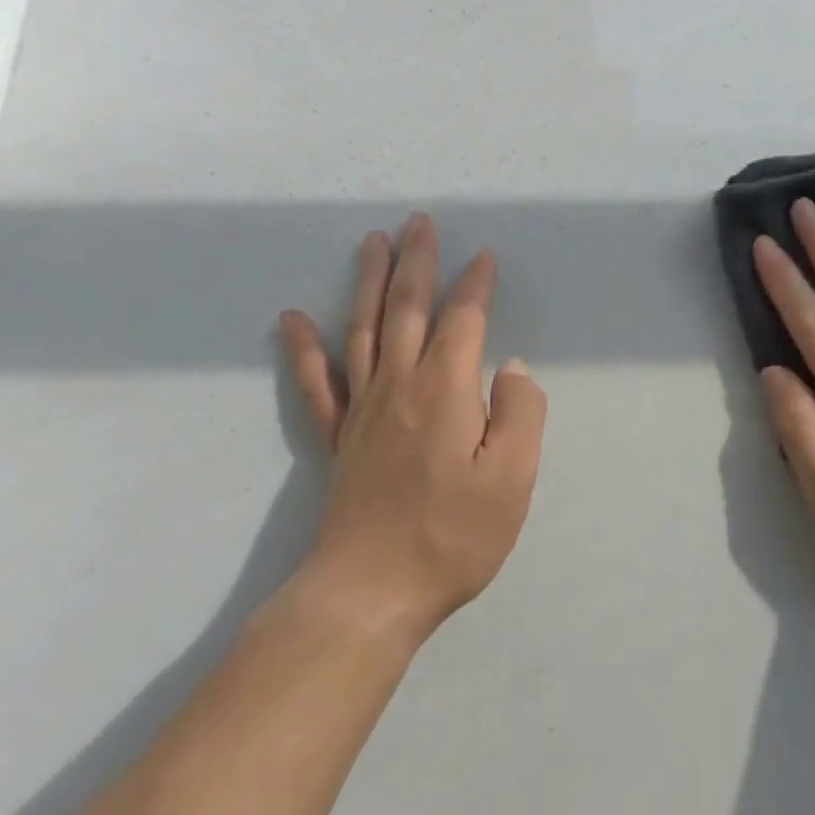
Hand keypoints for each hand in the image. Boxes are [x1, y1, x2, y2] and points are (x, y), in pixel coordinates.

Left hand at [279, 214, 546, 648]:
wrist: (368, 593)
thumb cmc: (451, 536)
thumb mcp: (512, 480)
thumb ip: (521, 415)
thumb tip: (513, 369)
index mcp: (445, 391)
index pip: (463, 320)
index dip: (475, 285)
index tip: (485, 256)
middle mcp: (399, 386)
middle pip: (408, 308)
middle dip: (417, 262)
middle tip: (418, 222)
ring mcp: (361, 410)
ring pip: (363, 329)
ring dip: (369, 282)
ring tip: (371, 243)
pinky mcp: (337, 439)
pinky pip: (317, 383)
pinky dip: (304, 348)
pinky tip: (292, 319)